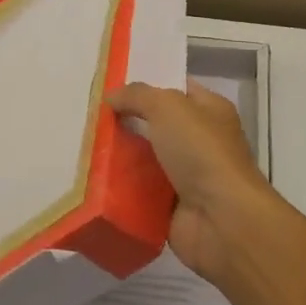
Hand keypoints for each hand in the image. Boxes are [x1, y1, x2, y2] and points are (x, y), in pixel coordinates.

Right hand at [107, 80, 279, 283]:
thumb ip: (137, 95)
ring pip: (145, 159)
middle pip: (156, 125)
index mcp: (210, 110)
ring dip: (119, 156)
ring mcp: (187, 176)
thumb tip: (112, 95)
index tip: (112, 84)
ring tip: (84, 145)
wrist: (221, 220)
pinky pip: (139, 192)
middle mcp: (201, 141)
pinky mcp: (171, 207)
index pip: (176, 88)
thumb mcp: (168, 107)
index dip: (147, 84)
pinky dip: (120, 189)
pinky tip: (92, 179)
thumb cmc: (201, 151)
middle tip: (90, 116)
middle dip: (126, 121)